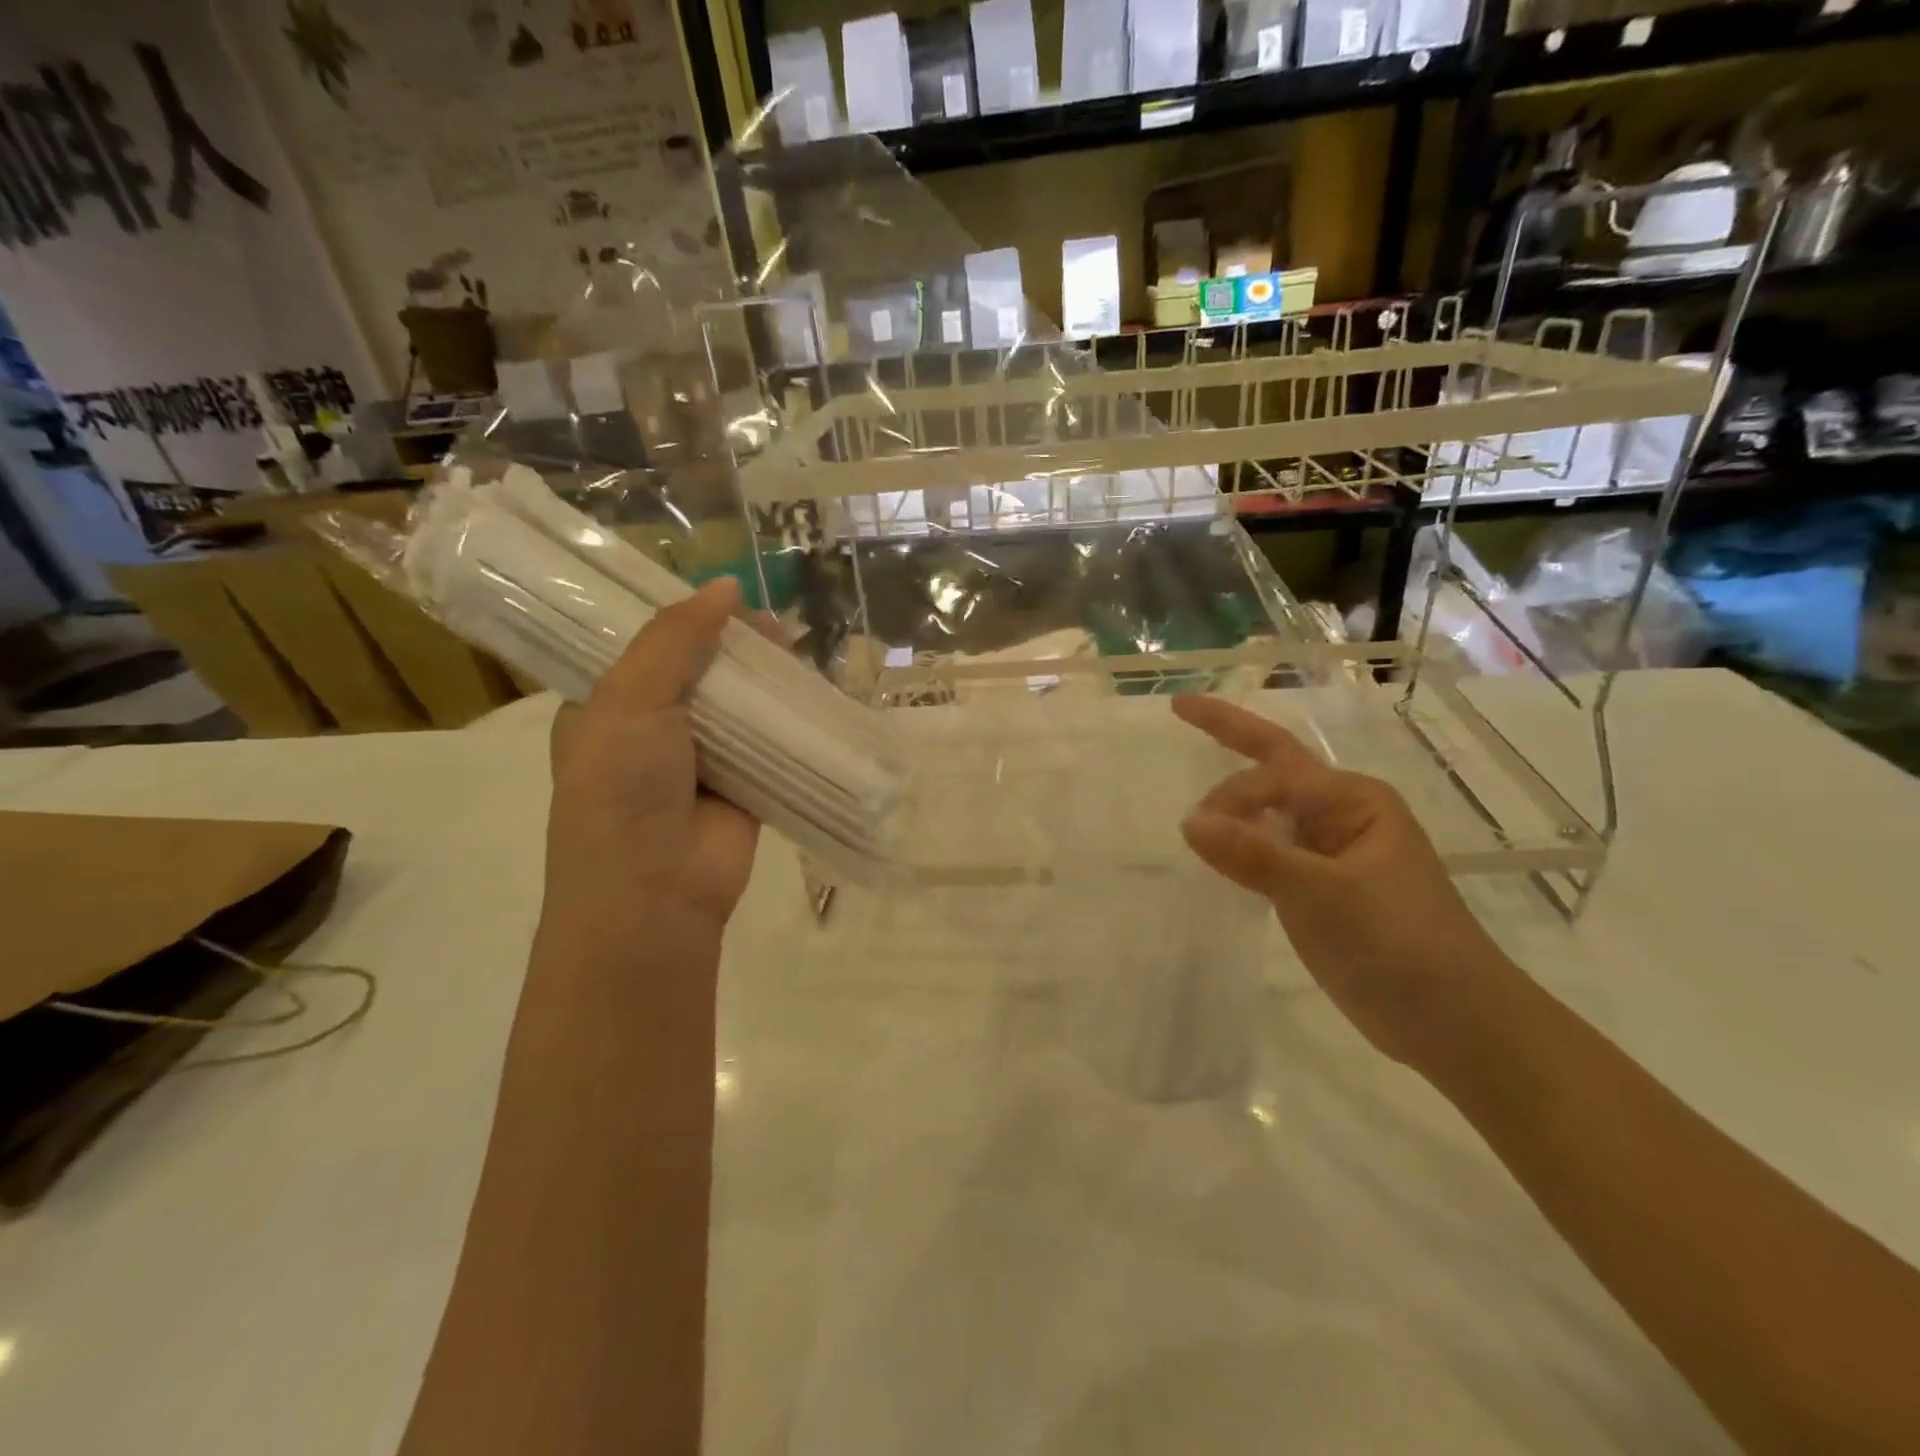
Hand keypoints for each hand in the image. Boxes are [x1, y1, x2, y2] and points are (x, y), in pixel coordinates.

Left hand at [539, 578, 759, 952]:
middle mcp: (654, 728)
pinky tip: (813, 688)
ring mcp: (703, 758)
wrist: (656, 892)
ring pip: (740, 703)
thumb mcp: (630, 700)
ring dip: (766, 677)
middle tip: (770, 622)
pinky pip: (771, 739)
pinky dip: (790, 717)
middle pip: (700, 669)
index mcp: (608, 705)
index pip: (645, 645)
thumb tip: (727, 586)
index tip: (723, 593)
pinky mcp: (746, 783)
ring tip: (795, 644)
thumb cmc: (623, 790)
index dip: (683, 616)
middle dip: (733, 644)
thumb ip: (674, 639)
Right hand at [1172, 694, 1515, 1067]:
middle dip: (1229, 732)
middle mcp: (1341, 814)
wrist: (1454, 1023)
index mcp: (1355, 801)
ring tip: (1189, 770)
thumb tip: (1188, 822)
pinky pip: (1267, 847)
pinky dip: (1238, 839)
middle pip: (1275, 763)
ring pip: (1268, 807)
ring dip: (1232, 792)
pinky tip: (1213, 843)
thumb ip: (1255, 855)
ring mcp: (1328, 851)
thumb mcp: (1325, 896)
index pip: (1274, 777)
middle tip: (1181, 706)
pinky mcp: (1317, 887)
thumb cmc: (1400, 945)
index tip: (1196, 831)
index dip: (1232, 796)